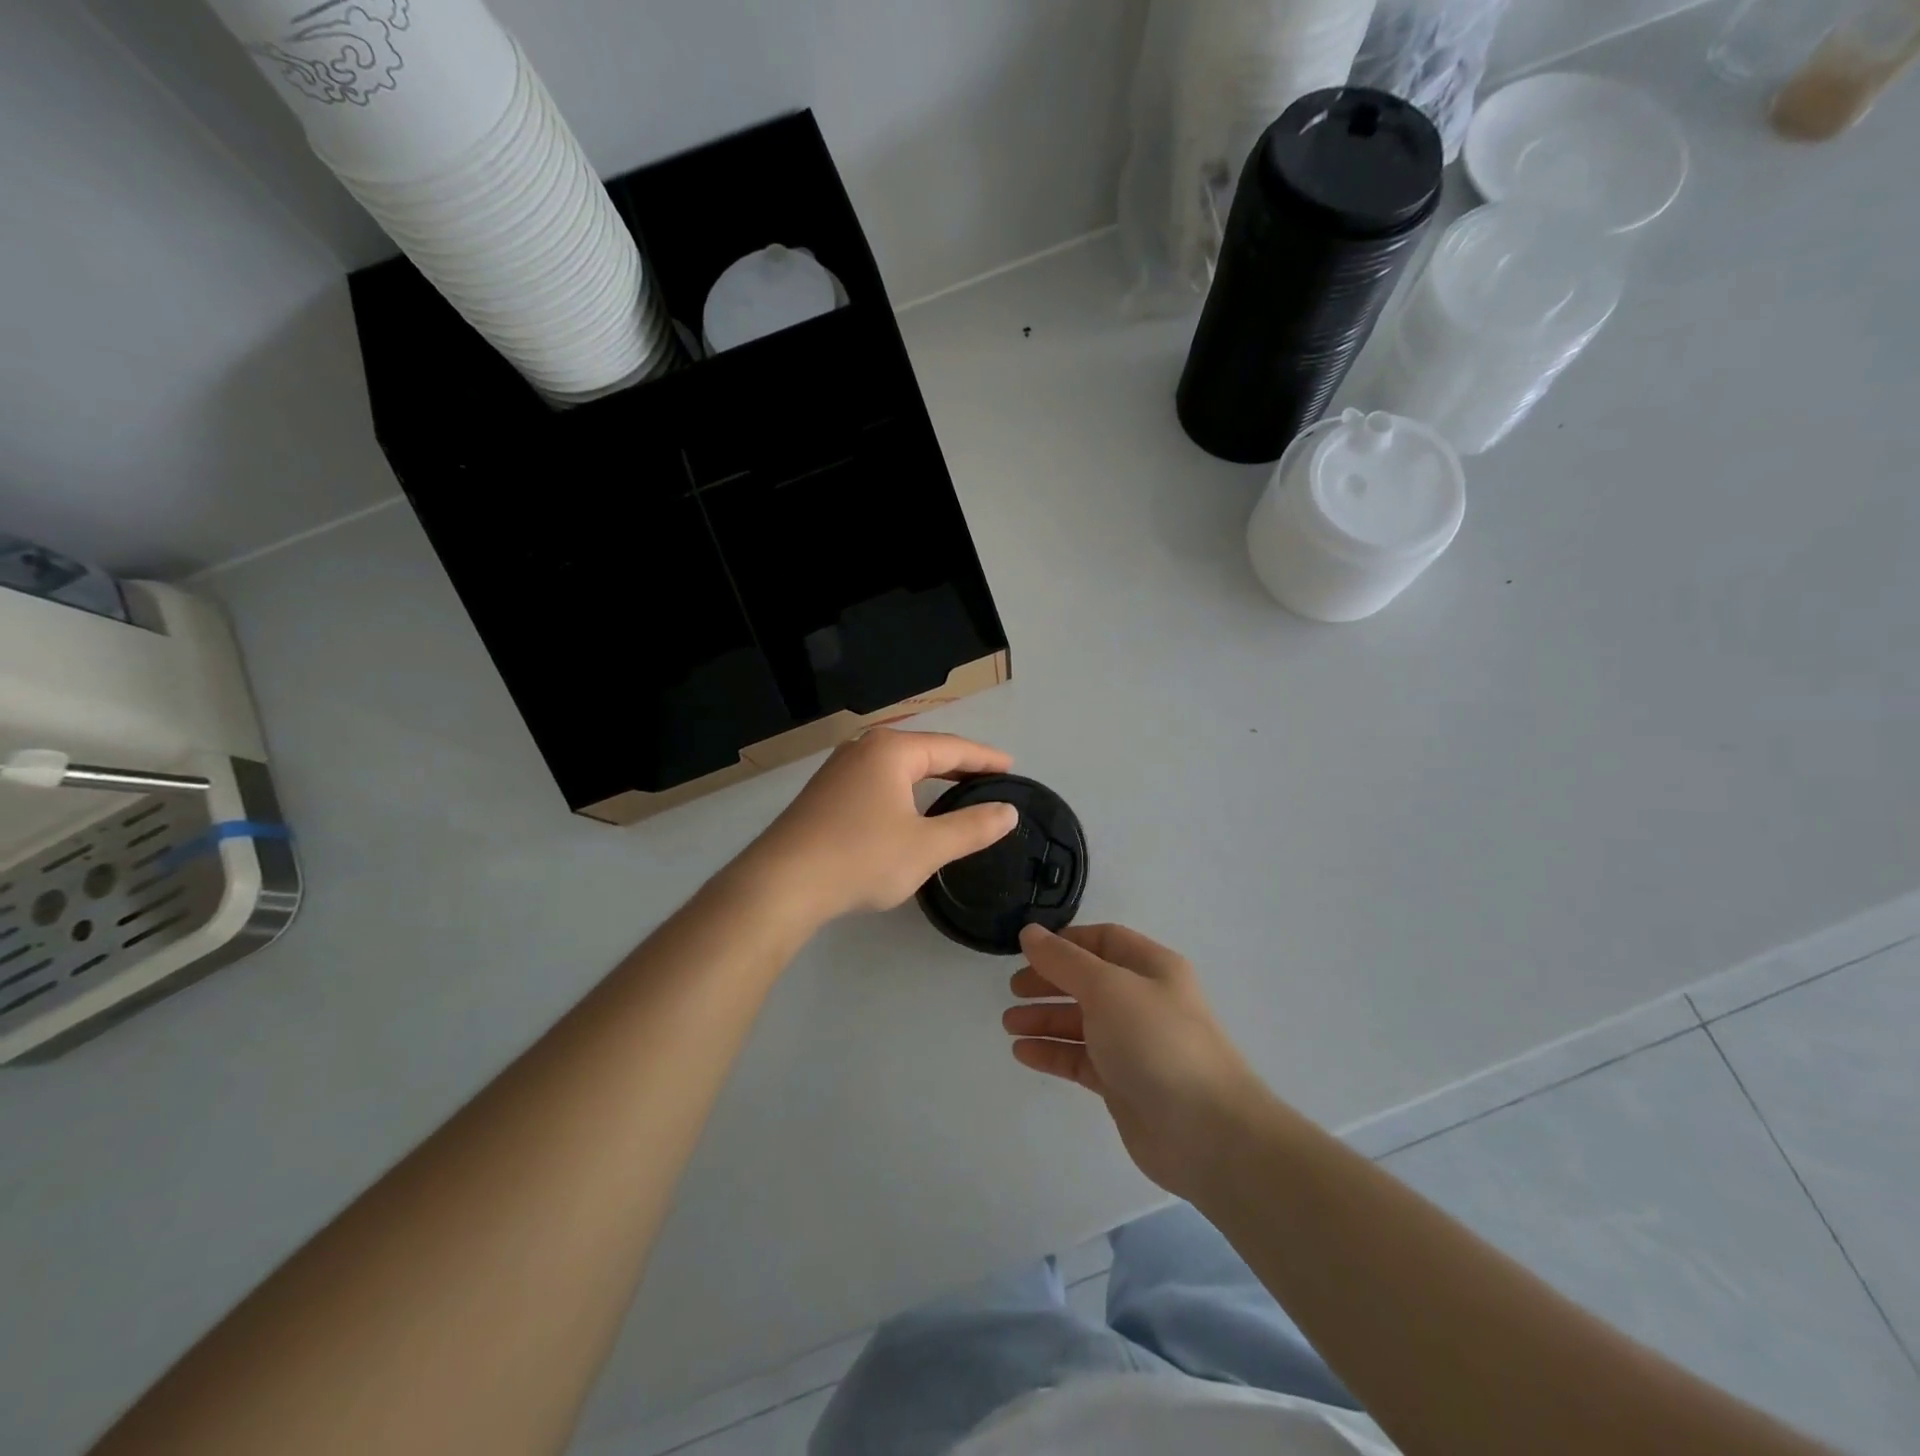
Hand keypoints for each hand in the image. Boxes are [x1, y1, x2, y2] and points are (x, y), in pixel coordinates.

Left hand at [743, 729, 1019, 924]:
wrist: (781, 884)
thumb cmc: (860, 858)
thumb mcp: (926, 847)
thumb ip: (972, 827)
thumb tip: (1007, 812)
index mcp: (891, 750)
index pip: (951, 747)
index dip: (984, 758)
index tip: (1011, 767)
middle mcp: (864, 748)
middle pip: (923, 750)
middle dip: (958, 765)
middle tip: (990, 779)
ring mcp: (839, 768)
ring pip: (898, 765)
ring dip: (930, 776)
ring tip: (957, 789)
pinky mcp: (825, 792)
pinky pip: (878, 780)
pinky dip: (904, 788)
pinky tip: (910, 807)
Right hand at [1002, 923, 1271, 1200]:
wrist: (1206, 1132)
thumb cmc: (1157, 1041)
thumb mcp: (1107, 987)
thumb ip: (1064, 960)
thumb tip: (1030, 933)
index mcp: (1151, 968)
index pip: (1103, 940)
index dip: (1065, 943)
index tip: (1027, 951)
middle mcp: (1144, 1001)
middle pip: (1088, 981)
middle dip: (1050, 982)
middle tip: (1012, 990)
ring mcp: (1134, 1044)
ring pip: (1082, 1022)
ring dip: (1045, 1019)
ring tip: (1009, 1024)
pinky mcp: (1123, 1083)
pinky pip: (1081, 1059)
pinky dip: (1053, 1053)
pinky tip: (1023, 1053)